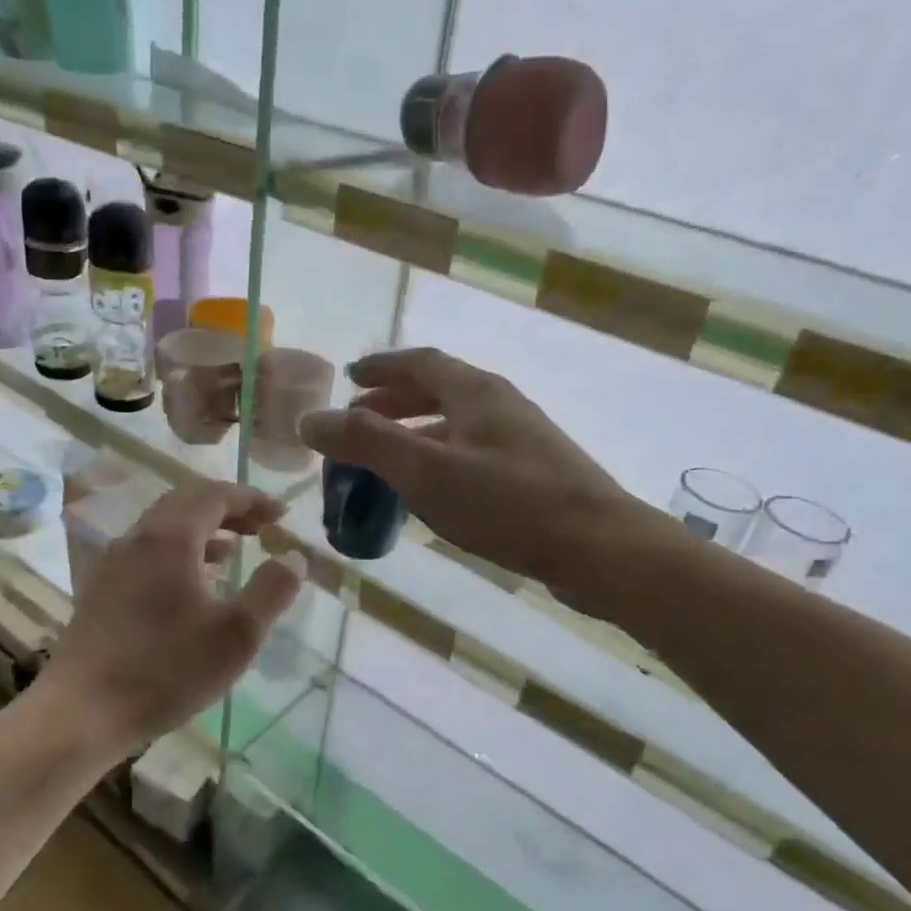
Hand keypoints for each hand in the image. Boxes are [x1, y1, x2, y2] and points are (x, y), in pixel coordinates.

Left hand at [39, 482, 305, 755]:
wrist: (80, 713)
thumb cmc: (165, 670)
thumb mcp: (236, 634)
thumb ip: (272, 589)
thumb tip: (294, 556)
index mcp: (170, 538)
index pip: (215, 495)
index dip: (252, 499)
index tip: (281, 514)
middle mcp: (138, 539)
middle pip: (186, 502)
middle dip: (227, 508)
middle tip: (260, 526)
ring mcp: (114, 564)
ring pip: (164, 527)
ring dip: (203, 529)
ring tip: (234, 550)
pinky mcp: (102, 591)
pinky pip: (148, 552)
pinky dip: (179, 552)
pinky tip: (193, 585)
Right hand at [299, 348, 636, 591]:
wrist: (600, 548)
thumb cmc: (508, 503)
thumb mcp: (426, 471)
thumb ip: (366, 443)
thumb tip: (310, 418)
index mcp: (476, 391)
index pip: (419, 362)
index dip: (381, 367)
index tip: (349, 377)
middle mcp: (500, 406)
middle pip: (438, 391)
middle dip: (393, 403)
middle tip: (356, 423)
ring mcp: (521, 441)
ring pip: (455, 426)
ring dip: (415, 435)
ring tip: (384, 461)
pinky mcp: (533, 476)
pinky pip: (472, 456)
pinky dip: (439, 462)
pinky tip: (430, 495)